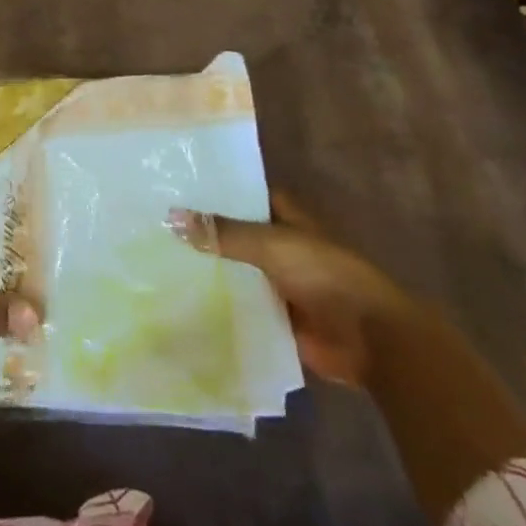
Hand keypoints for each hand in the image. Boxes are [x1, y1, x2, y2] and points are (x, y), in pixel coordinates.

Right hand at [172, 193, 414, 387]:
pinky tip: (182, 304)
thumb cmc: (324, 274)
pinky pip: (242, 309)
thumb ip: (223, 233)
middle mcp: (281, 247)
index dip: (215, 191)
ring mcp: (279, 284)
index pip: (245, 195)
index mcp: (285, 218)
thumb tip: (170, 215)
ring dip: (210, 272)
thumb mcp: (270, 245)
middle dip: (205, 234)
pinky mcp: (277, 319)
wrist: (369, 338)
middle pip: (236, 235)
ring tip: (158, 264)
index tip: (175, 187)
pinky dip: (220, 308)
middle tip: (155, 227)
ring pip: (237, 273)